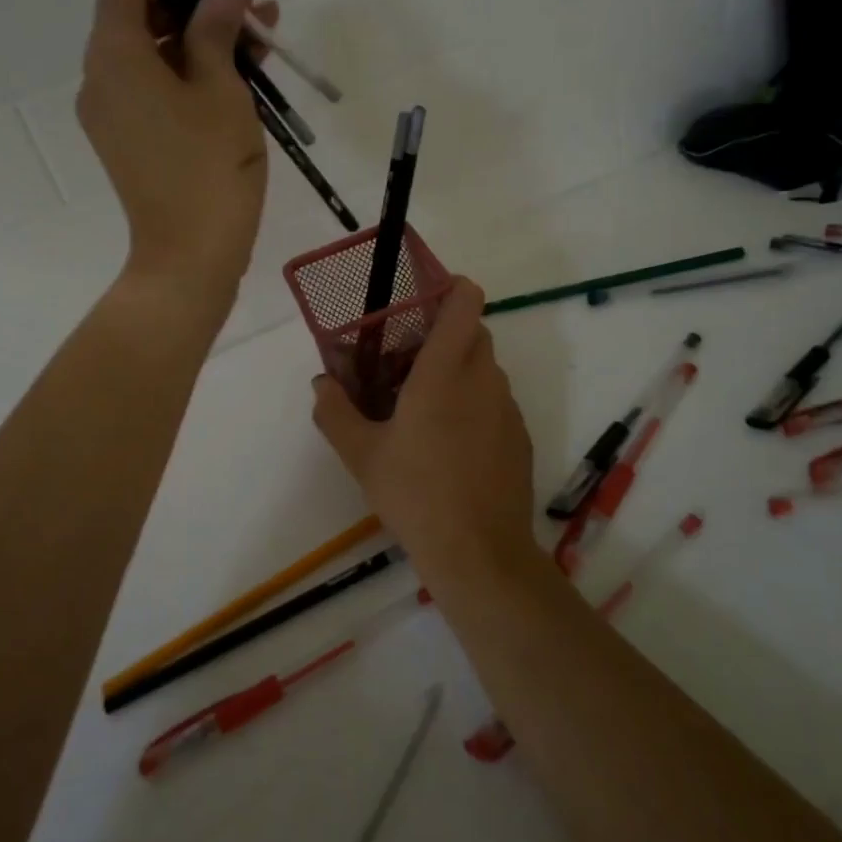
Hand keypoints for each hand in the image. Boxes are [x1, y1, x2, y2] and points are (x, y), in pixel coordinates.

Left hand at [77, 0, 278, 302]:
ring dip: (203, 45)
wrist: (189, 256)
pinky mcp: (130, 144)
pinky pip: (156, 94)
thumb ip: (216, 30)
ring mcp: (113, 116)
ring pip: (155, 59)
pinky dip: (192, 79)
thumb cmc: (208, 166)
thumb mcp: (221, 89)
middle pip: (141, 19)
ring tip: (262, 44)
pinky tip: (241, 79)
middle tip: (252, 15)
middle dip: (198, 9)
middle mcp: (102, 79)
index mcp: (114, 56)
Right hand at [311, 279, 535, 577]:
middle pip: (475, 331)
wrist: (479, 553)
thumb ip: (335, 412)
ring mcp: (507, 408)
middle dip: (446, 333)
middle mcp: (483, 379)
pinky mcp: (520, 436)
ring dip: (461, 369)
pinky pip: (496, 400)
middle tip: (409, 359)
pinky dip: (476, 402)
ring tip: (426, 404)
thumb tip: (321, 383)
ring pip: (486, 367)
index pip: (465, 302)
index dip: (451, 287)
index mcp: (444, 371)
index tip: (424, 297)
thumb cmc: (415, 494)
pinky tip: (452, 443)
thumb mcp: (361, 455)